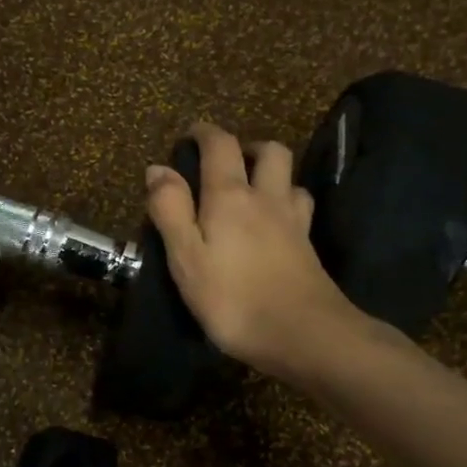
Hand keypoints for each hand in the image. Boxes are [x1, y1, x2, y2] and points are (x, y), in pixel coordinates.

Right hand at [145, 123, 360, 381]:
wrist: (304, 334)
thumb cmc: (232, 298)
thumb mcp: (186, 257)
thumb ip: (170, 210)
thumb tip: (158, 168)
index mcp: (229, 196)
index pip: (220, 145)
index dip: (205, 132)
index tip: (190, 134)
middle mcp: (266, 197)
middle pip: (268, 151)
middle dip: (246, 146)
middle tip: (225, 162)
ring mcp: (293, 221)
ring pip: (289, 177)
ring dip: (270, 172)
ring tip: (251, 190)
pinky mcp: (309, 246)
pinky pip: (299, 206)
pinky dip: (286, 201)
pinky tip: (275, 222)